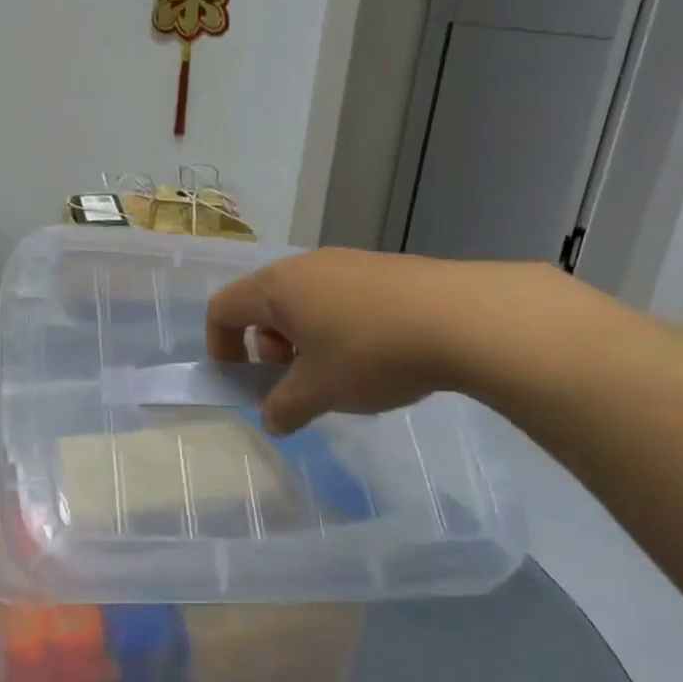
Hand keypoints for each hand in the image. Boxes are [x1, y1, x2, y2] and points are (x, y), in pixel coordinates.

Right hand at [207, 249, 565, 433]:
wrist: (463, 318)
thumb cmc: (370, 353)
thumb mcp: (318, 392)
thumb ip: (283, 408)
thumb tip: (272, 419)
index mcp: (277, 288)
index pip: (223, 308)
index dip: (220, 347)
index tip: (241, 381)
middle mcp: (306, 267)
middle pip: (264, 305)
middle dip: (267, 348)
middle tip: (295, 381)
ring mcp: (348, 262)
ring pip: (305, 303)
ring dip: (305, 341)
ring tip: (338, 375)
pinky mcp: (384, 270)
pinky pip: (341, 299)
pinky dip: (339, 330)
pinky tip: (375, 358)